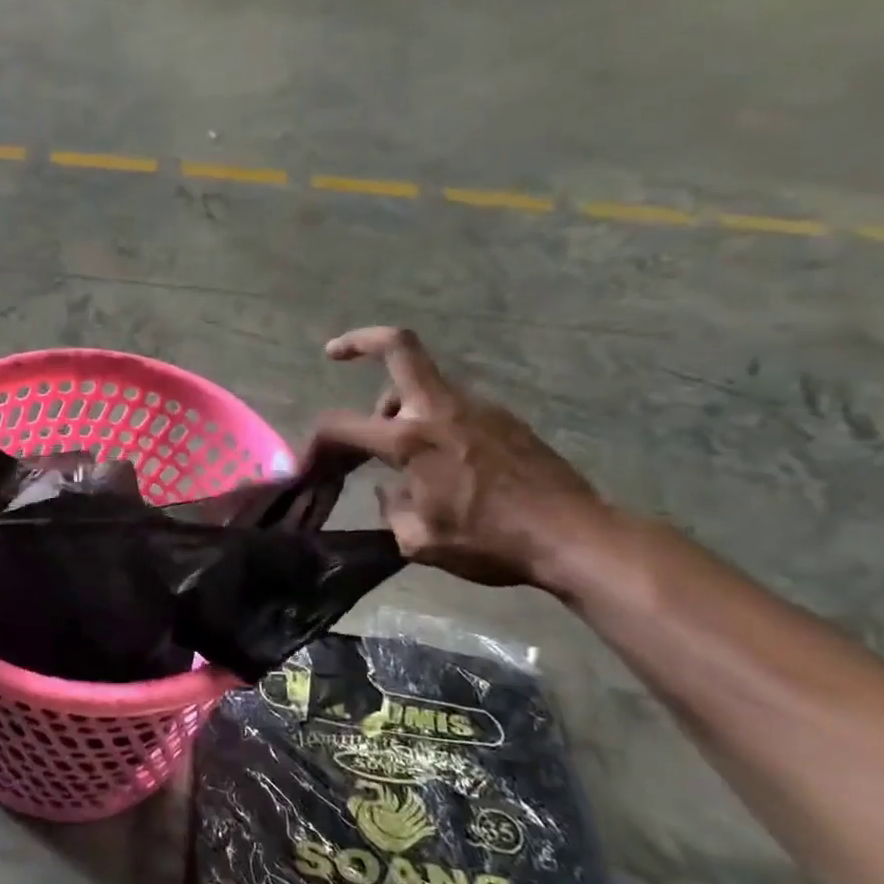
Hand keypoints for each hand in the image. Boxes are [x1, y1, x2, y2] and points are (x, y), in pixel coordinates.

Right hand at [308, 327, 610, 588]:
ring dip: (398, 403)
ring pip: (424, 384)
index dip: (316, 443)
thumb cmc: (491, 542)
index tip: (308, 463)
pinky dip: (432, 421)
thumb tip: (391, 489)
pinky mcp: (505, 419)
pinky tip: (442, 462)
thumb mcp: (419, 542)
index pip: (342, 427)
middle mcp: (440, 411)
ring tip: (397, 448)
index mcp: (411, 441)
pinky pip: (453, 407)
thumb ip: (391, 508)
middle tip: (335, 353)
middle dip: (360, 341)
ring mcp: (478, 408)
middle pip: (399, 347)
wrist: (575, 537)